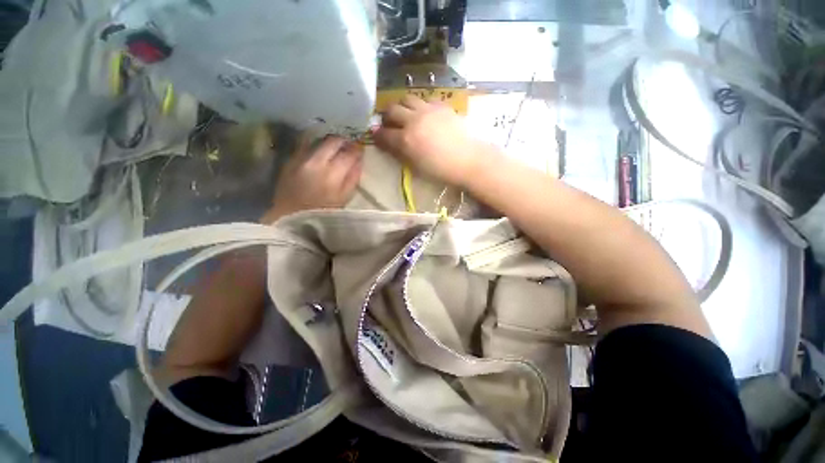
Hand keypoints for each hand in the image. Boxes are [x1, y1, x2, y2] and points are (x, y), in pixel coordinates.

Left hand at [261, 136, 362, 222]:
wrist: (291, 215)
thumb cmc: (323, 211)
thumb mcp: (344, 198)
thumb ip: (353, 178)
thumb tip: (359, 162)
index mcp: (333, 174)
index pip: (349, 154)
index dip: (357, 150)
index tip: (360, 151)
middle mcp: (317, 161)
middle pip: (333, 141)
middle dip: (344, 141)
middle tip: (349, 145)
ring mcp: (301, 158)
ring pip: (319, 139)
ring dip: (330, 141)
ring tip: (335, 147)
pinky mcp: (290, 159)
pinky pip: (305, 143)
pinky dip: (315, 144)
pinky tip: (319, 150)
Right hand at [373, 95, 489, 186]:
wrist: (468, 159)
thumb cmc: (441, 170)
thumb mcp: (417, 166)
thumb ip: (401, 152)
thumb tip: (390, 143)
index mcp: (406, 140)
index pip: (384, 134)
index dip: (377, 135)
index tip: (376, 135)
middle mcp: (413, 120)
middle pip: (392, 110)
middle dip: (387, 116)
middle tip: (390, 123)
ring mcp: (428, 110)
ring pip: (407, 99)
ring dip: (402, 106)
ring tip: (406, 114)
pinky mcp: (441, 105)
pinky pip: (425, 99)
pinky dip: (420, 105)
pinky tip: (425, 114)